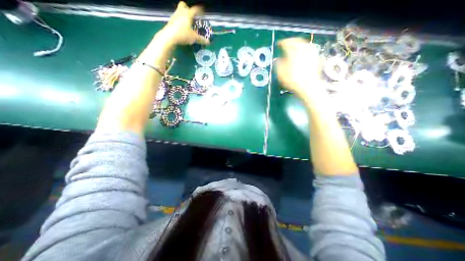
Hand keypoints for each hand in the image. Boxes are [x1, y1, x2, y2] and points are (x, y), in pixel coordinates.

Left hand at [160, 1, 210, 45]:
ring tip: (187, 22)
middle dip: (187, 8)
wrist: (169, 36)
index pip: (195, 9)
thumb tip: (208, 42)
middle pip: (183, 5)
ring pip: (179, 11)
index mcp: (188, 14)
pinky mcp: (170, 22)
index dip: (199, 10)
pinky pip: (176, 18)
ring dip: (183, 15)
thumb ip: (201, 39)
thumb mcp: (193, 38)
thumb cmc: (183, 34)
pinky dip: (179, 21)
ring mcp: (174, 16)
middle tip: (191, 15)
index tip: (202, 11)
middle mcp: (180, 13)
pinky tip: (181, 27)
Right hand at [273, 38, 323, 101]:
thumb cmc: (293, 80)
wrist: (308, 87)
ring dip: (298, 44)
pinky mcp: (316, 58)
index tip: (278, 44)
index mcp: (293, 51)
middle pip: (297, 41)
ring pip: (304, 44)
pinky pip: (309, 49)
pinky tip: (302, 53)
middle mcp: (303, 49)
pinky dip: (304, 49)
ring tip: (294, 47)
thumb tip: (277, 60)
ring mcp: (311, 53)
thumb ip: (278, 65)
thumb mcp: (281, 74)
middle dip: (290, 42)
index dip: (281, 43)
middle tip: (286, 44)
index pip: (287, 43)